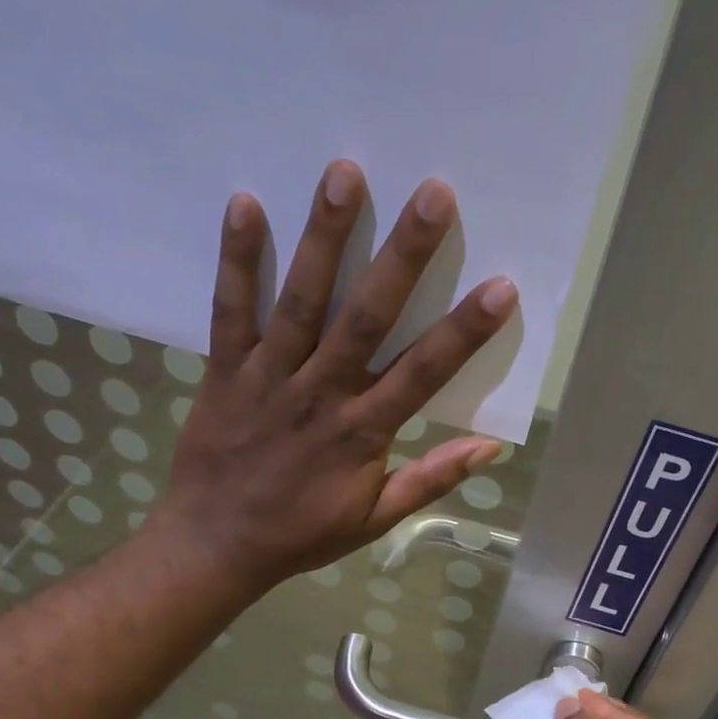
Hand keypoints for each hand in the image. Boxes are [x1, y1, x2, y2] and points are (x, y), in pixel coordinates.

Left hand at [153, 159, 517, 589]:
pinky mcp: (224, 370)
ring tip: (344, 174)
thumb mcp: (375, 519)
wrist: (217, 545)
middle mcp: (320, 394)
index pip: (422, 373)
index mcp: (362, 432)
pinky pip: (230, 310)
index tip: (500, 286)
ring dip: (324, 238)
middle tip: (433, 194)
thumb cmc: (302, 533)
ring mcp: (269, 378)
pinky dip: (236, 260)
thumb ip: (430, 480)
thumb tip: (489, 449)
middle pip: (366, 318)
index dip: (463, 331)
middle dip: (402, 257)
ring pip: (301, 301)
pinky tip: (245, 204)